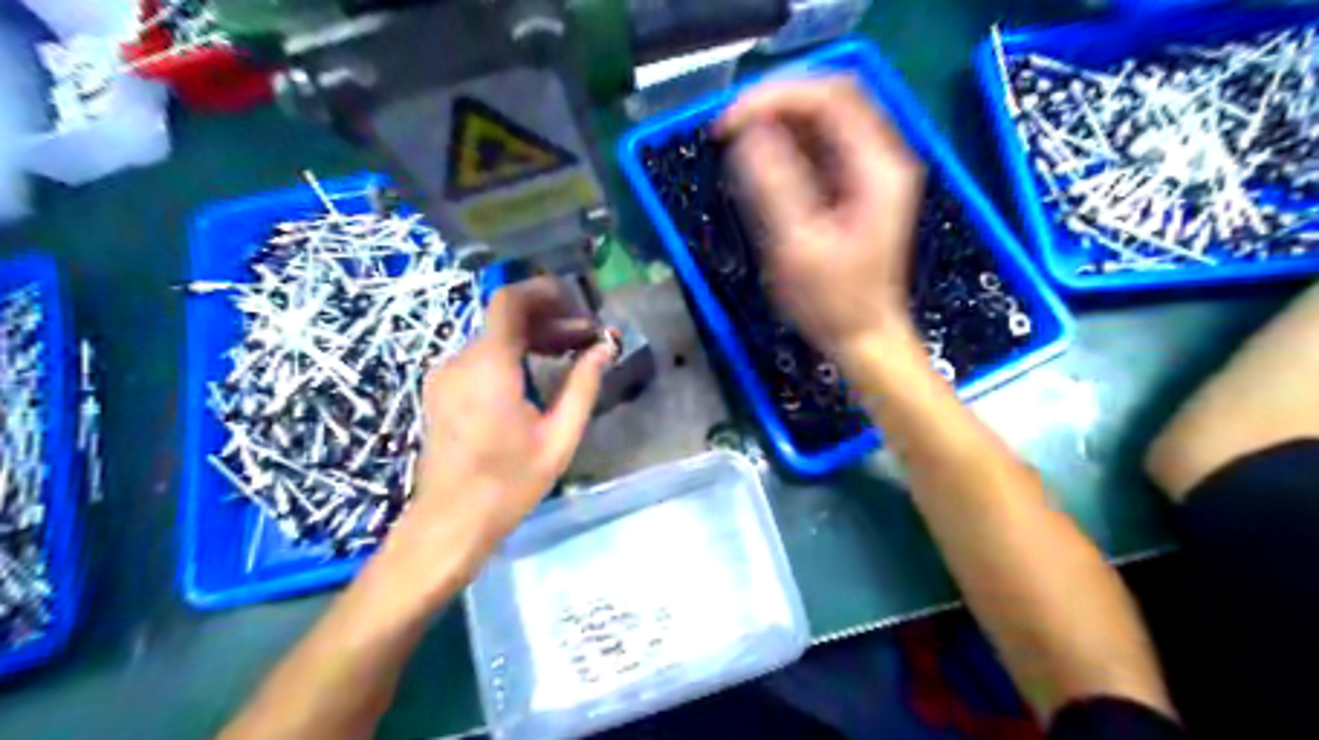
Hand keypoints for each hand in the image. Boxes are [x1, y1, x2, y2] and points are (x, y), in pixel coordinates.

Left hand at [377, 277, 612, 583]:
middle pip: (505, 320)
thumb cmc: (509, 483)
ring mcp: (445, 376)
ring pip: (493, 338)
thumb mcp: (558, 437)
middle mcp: (460, 361)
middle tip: (587, 336)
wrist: (450, 522)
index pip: (509, 302)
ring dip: (532, 337)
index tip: (576, 299)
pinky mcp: (442, 391)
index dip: (542, 291)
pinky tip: (537, 372)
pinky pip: (480, 358)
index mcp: (488, 367)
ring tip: (570, 352)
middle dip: (549, 320)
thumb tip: (605, 347)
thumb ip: (583, 385)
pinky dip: (511, 354)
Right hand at [721, 75, 925, 359]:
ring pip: (823, 119)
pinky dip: (785, 144)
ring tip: (737, 140)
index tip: (729, 123)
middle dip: (775, 102)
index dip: (775, 97)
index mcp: (876, 168)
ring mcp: (868, 172)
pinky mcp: (853, 187)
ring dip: (778, 121)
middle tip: (729, 126)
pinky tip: (758, 160)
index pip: (830, 97)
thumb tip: (746, 136)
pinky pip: (819, 146)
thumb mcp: (797, 247)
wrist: (863, 337)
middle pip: (829, 98)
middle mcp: (879, 159)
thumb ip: (773, 186)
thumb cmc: (833, 303)